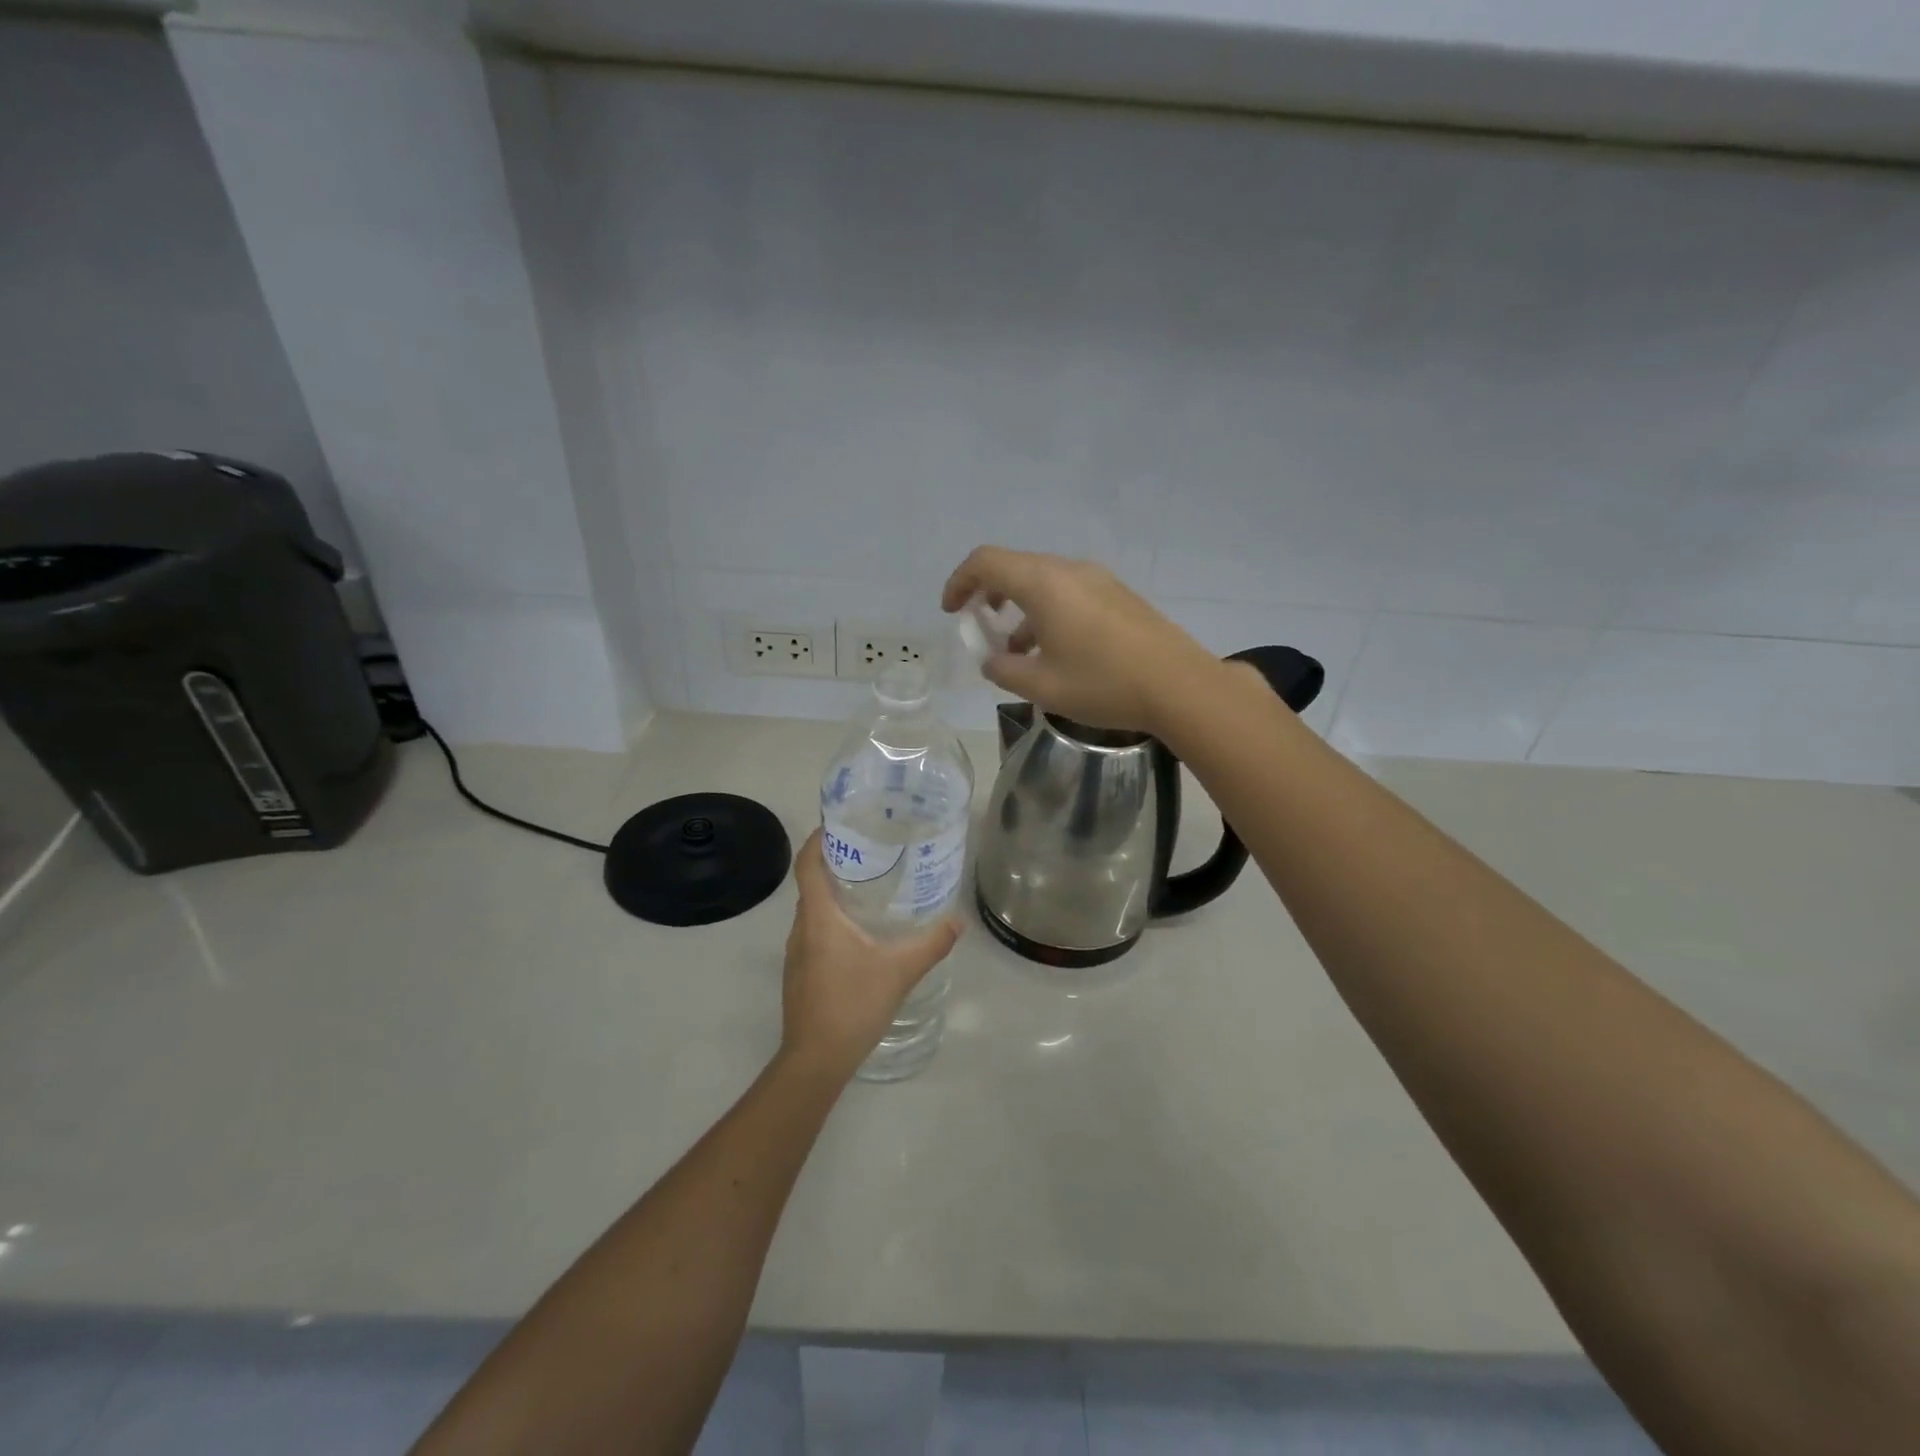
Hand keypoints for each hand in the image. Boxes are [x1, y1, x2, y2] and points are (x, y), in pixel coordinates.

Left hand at [780, 830, 961, 1080]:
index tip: (838, 824)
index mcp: (818, 918)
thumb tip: (959, 920)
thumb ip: (931, 943)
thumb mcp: (900, 971)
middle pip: (811, 885)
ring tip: (869, 890)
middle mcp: (800, 929)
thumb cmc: (853, 1005)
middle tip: (870, 854)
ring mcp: (796, 954)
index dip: (817, 840)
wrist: (815, 1060)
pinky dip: (831, 921)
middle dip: (835, 865)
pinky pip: (813, 933)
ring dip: (833, 895)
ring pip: (812, 911)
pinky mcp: (799, 974)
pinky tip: (859, 935)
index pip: (807, 865)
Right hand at [942, 547, 1219, 733]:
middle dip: (988, 594)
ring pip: (1044, 581)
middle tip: (980, 626)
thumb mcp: (1042, 686)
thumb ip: (1005, 670)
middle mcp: (1070, 571)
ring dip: (1020, 607)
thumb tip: (992, 659)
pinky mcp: (1118, 595)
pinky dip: (1047, 612)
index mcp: (1044, 584)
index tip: (952, 612)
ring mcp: (1098, 580)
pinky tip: (1054, 650)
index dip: (960, 582)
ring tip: (1015, 649)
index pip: (986, 562)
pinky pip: (1069, 592)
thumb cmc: (1104, 684)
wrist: (1180, 686)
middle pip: (1015, 567)